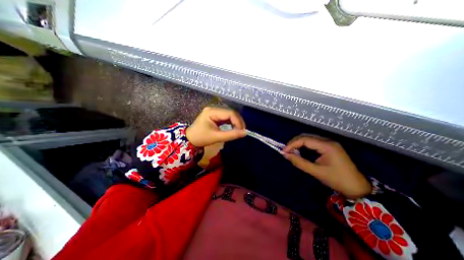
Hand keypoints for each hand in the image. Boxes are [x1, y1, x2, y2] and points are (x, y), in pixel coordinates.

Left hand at [185, 106, 245, 146]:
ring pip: (230, 114)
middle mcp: (214, 109)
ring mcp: (214, 111)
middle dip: (238, 121)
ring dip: (236, 122)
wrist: (190, 139)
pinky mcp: (215, 115)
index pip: (230, 113)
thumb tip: (245, 133)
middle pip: (231, 112)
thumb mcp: (217, 137)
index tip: (242, 131)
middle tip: (242, 131)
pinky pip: (226, 117)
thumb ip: (231, 135)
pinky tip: (234, 128)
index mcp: (212, 111)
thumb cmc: (201, 138)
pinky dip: (232, 122)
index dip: (238, 121)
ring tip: (239, 130)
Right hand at [283, 134, 370, 198]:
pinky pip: (313, 142)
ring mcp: (329, 143)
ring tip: (291, 151)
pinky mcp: (329, 147)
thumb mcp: (316, 172)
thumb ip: (299, 162)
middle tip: (286, 151)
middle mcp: (328, 141)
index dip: (292, 144)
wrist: (357, 187)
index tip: (284, 151)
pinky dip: (304, 146)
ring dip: (298, 144)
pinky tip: (300, 151)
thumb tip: (286, 155)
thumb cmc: (337, 180)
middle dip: (294, 143)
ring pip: (309, 138)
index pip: (305, 139)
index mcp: (327, 146)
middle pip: (306, 136)